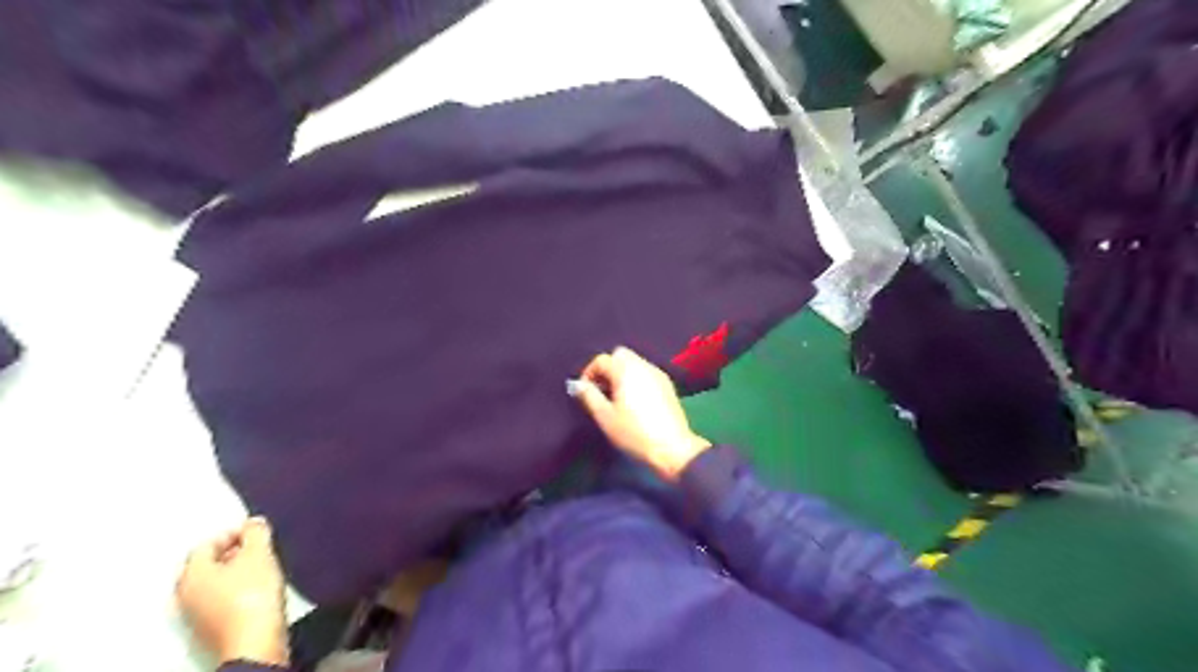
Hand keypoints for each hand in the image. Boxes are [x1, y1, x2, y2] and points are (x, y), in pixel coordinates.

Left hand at [176, 516, 288, 666]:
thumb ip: (256, 532)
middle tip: (259, 548)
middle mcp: (185, 595)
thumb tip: (254, 524)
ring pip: (216, 583)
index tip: (255, 531)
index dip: (233, 533)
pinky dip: (238, 590)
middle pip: (209, 564)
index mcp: (191, 574)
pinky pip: (222, 600)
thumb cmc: (253, 596)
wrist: (256, 640)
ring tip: (262, 568)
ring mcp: (196, 615)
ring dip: (237, 572)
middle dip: (235, 553)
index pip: (207, 543)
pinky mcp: (212, 628)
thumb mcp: (260, 553)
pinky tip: (258, 590)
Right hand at [573, 349, 709, 479]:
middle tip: (601, 390)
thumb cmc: (634, 433)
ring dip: (622, 373)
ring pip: (635, 362)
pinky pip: (646, 372)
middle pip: (620, 355)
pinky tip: (634, 400)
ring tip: (616, 397)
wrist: (672, 448)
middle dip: (607, 368)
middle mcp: (643, 365)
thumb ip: (589, 396)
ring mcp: (658, 373)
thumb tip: (578, 384)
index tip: (585, 391)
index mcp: (625, 370)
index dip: (589, 373)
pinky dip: (636, 379)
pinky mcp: (667, 385)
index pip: (601, 360)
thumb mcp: (605, 416)